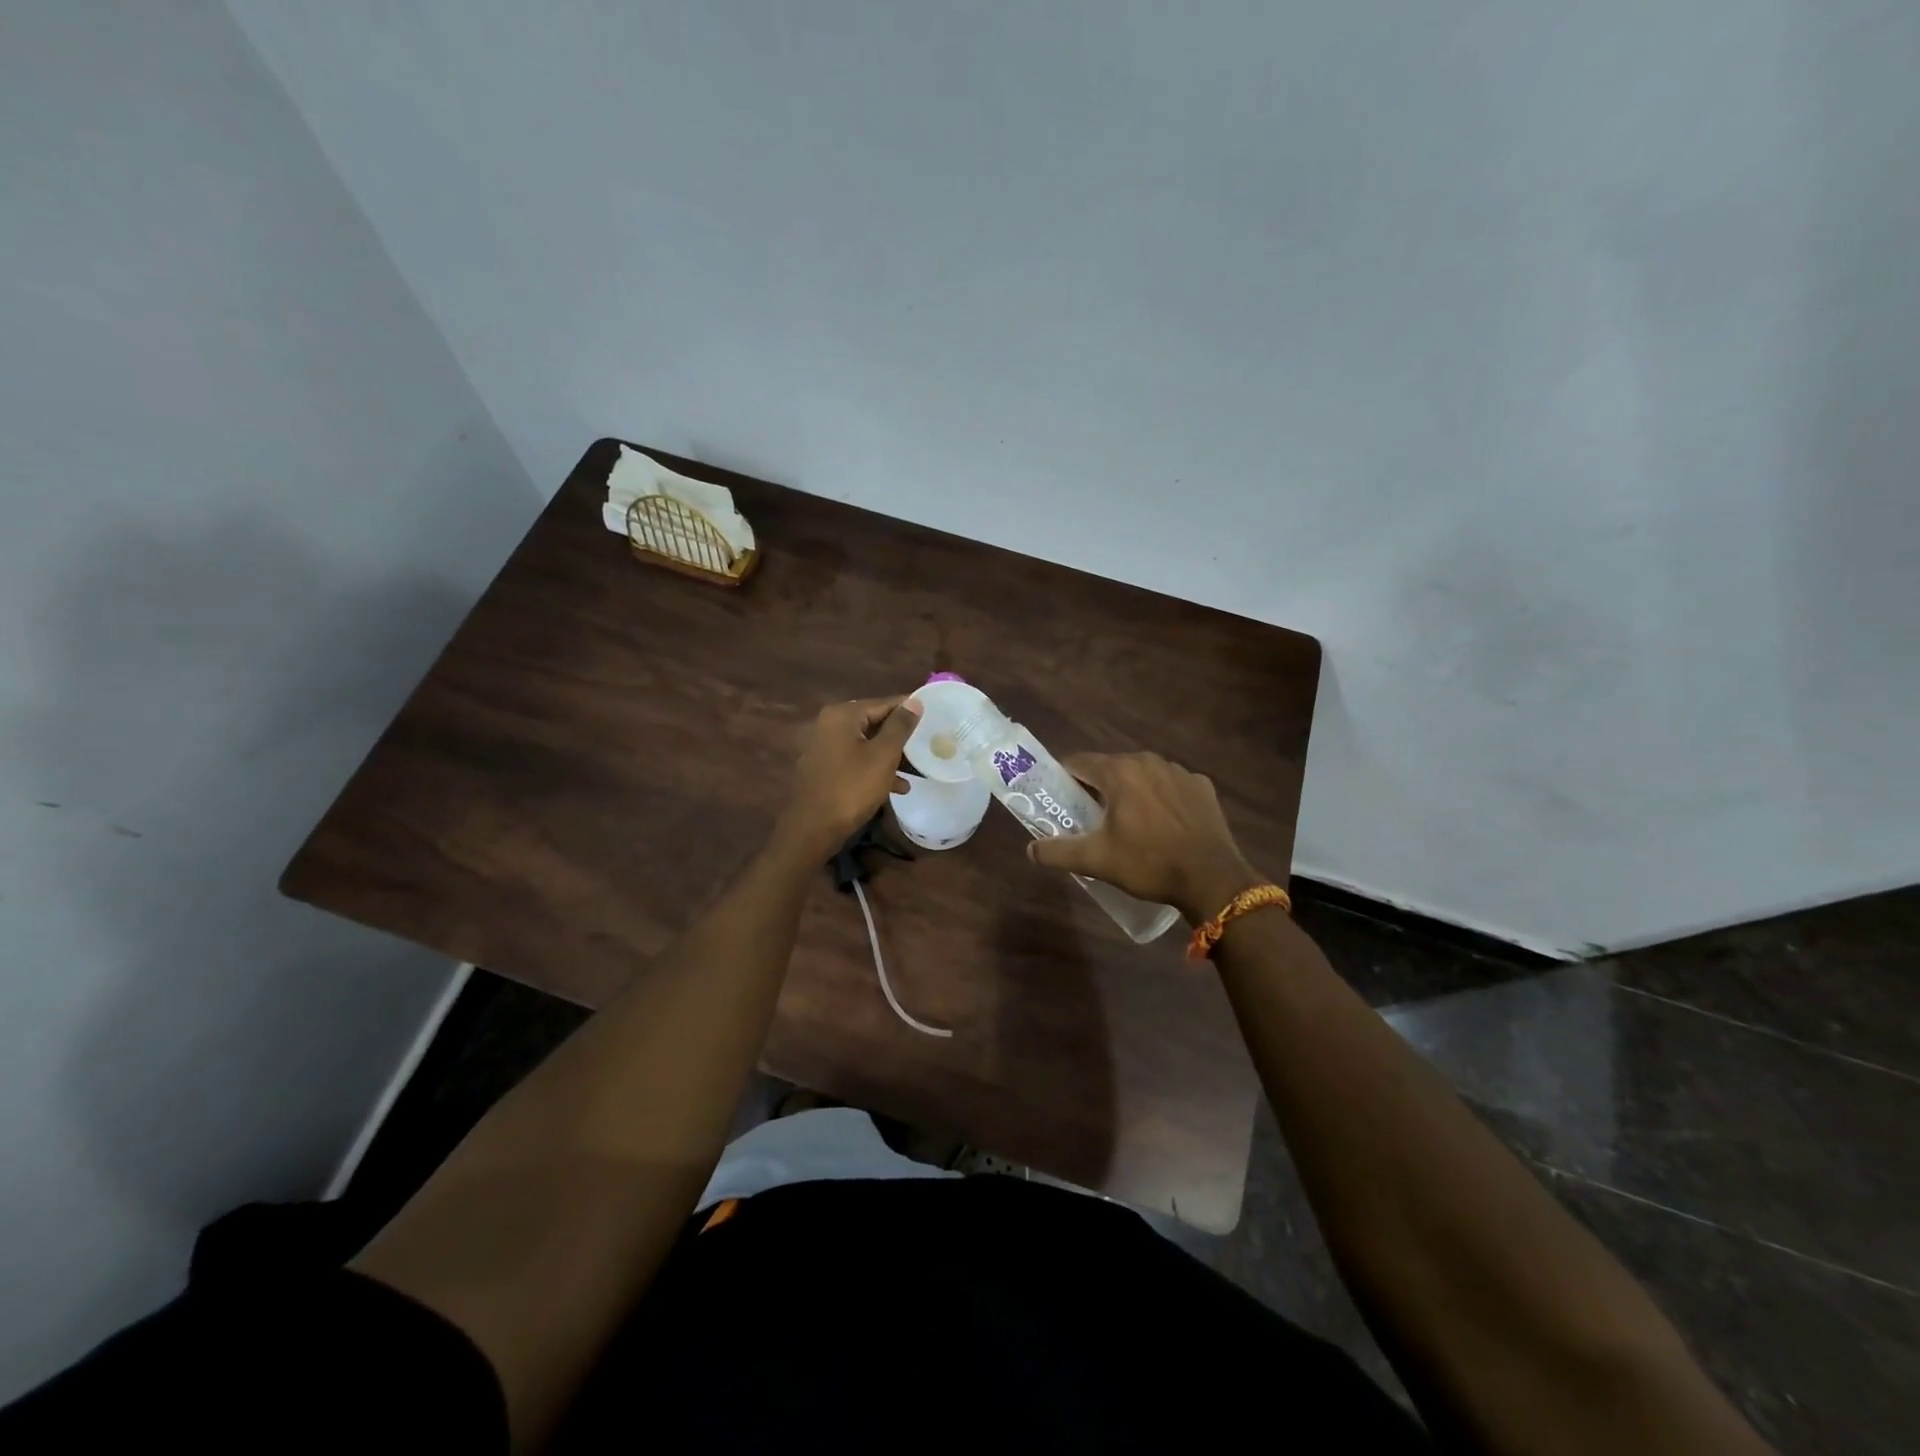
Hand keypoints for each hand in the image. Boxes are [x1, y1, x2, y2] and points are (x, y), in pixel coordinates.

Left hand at [773, 696, 922, 859]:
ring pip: (867, 744)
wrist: (813, 829)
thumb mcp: (883, 756)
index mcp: (842, 715)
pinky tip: (898, 787)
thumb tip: (914, 701)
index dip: (909, 709)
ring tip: (918, 768)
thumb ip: (900, 726)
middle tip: (927, 741)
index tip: (933, 714)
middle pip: (874, 722)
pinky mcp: (825, 768)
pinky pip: (856, 760)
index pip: (883, 703)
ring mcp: (824, 747)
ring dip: (891, 755)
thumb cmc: (852, 788)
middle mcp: (829, 725)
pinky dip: (875, 768)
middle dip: (901, 735)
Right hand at [1026, 751, 1264, 922]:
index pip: (1079, 762)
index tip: (1060, 798)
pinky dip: (1161, 799)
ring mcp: (1179, 772)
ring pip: (1142, 775)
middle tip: (1090, 817)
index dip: (1065, 778)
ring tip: (1129, 822)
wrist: (1212, 879)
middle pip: (1111, 767)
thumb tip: (1030, 849)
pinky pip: (1171, 786)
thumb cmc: (1149, 863)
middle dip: (1098, 787)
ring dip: (1131, 791)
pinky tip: (1163, 824)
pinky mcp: (1202, 787)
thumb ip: (1058, 852)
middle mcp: (1148, 761)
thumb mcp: (1097, 860)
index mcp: (1120, 772)